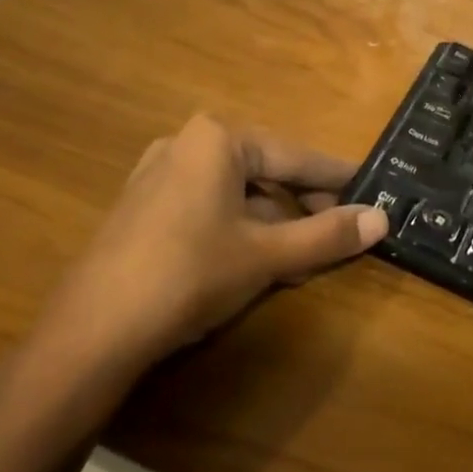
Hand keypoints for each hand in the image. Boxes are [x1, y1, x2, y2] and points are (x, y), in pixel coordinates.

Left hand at [8, 115, 386, 405]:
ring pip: (236, 191)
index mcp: (218, 138)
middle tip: (340, 230)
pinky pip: (207, 206)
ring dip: (273, 220)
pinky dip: (238, 227)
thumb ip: (326, 235)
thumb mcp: (266, 255)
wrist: (90, 333)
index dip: (337, 176)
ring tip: (302, 254)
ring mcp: (158, 174)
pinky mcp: (142, 207)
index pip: (295, 156)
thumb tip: (383, 219)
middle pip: (265, 171)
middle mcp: (187, 143)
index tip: (372, 188)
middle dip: (303, 203)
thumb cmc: (189, 275)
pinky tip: (254, 260)